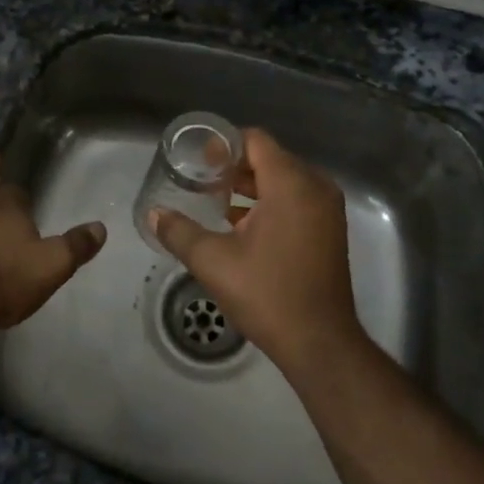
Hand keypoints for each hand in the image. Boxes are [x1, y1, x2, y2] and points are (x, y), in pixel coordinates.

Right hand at [149, 128, 364, 372]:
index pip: (255, 140)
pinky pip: (297, 198)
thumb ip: (179, 232)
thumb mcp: (213, 262)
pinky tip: (241, 223)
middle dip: (235, 166)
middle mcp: (315, 187)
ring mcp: (327, 209)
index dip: (224, 145)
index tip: (198, 161)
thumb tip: (153, 214)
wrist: (320, 343)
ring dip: (252, 185)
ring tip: (216, 200)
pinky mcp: (329, 230)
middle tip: (202, 180)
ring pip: (284, 179)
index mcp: (291, 184)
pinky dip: (271, 201)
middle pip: (270, 157)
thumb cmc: (267, 294)